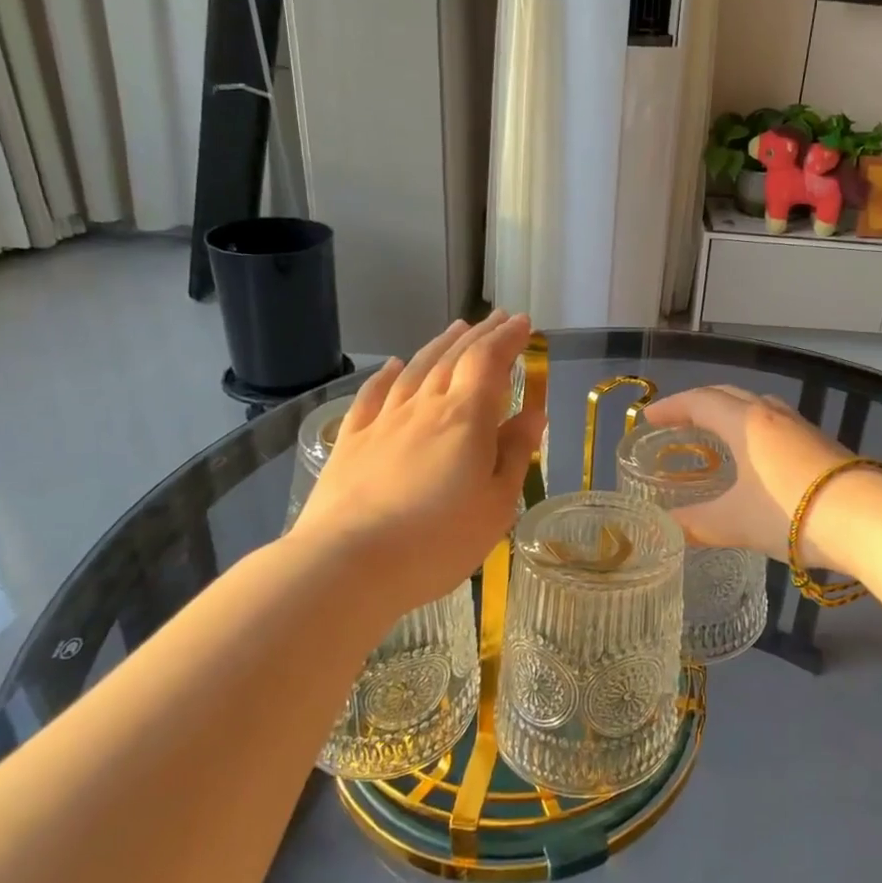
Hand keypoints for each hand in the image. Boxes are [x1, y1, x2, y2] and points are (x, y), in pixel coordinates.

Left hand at [290, 311, 542, 618]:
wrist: (348, 564)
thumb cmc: (438, 540)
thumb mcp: (496, 504)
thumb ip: (515, 454)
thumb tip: (533, 414)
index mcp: (465, 417)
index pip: (489, 361)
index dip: (508, 338)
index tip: (523, 323)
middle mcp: (424, 407)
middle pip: (453, 357)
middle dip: (480, 334)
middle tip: (497, 318)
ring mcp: (383, 421)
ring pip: (416, 369)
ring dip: (440, 345)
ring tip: (456, 329)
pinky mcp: (351, 441)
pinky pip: (373, 396)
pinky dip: (388, 375)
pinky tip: (394, 366)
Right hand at [640, 386, 852, 565]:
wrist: (863, 517)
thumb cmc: (787, 511)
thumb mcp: (733, 522)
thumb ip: (695, 523)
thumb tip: (666, 527)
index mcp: (744, 421)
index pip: (699, 401)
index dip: (671, 407)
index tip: (649, 418)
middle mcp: (772, 414)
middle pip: (728, 395)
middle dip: (699, 405)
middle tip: (678, 423)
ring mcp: (801, 426)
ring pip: (757, 407)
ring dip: (731, 414)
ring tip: (717, 436)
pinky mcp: (823, 444)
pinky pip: (777, 425)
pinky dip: (755, 431)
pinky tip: (759, 458)